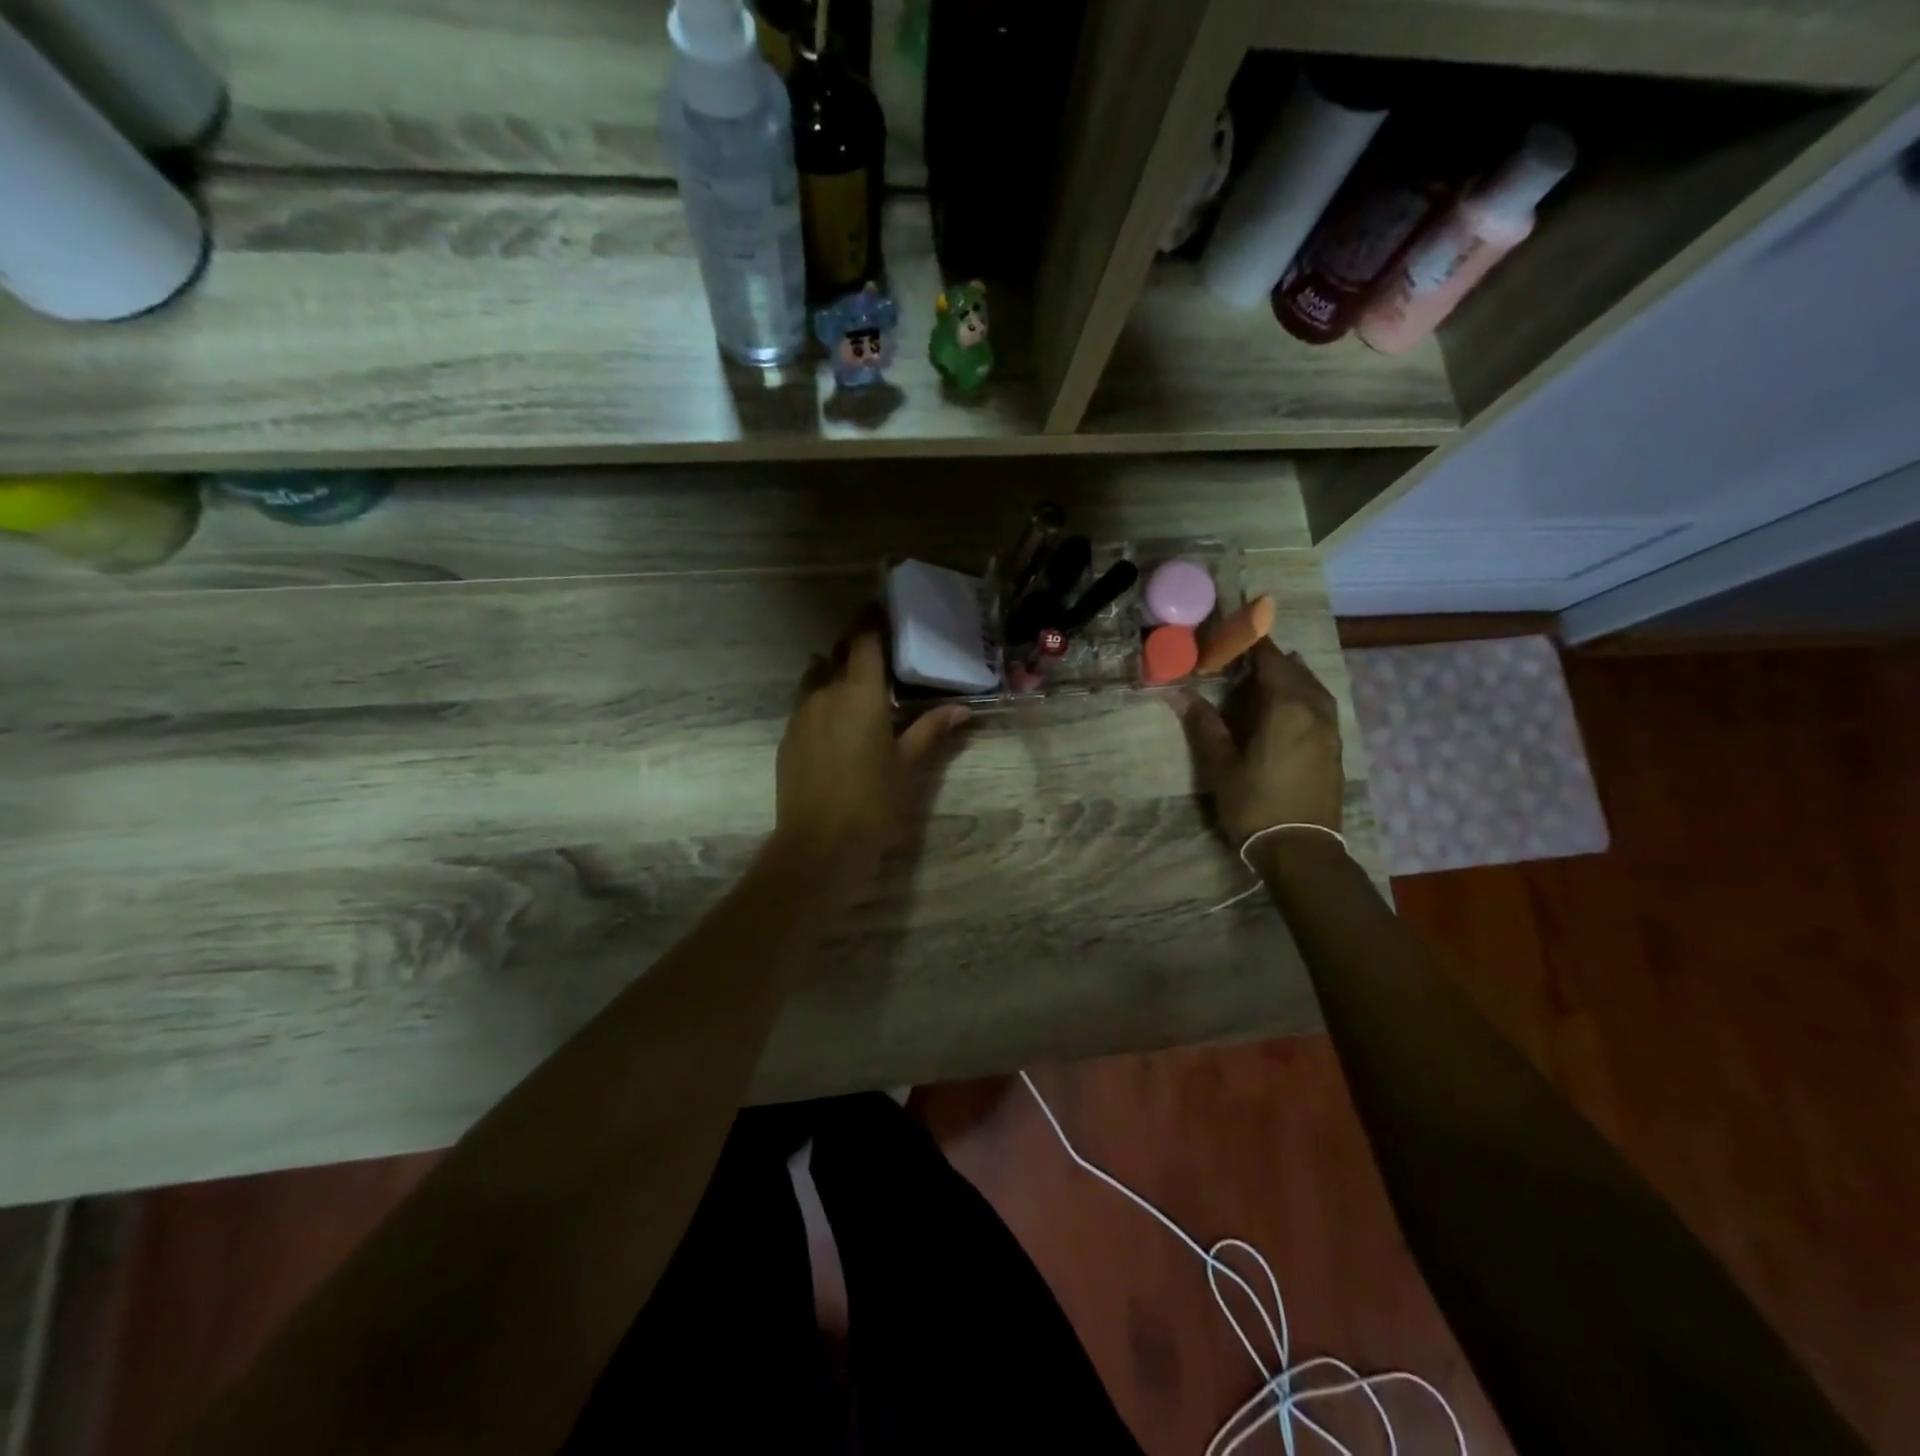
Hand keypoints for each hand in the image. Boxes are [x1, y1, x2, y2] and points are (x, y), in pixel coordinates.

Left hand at [773, 617, 969, 888]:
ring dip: (836, 673)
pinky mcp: (787, 737)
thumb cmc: (874, 801)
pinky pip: (806, 704)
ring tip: (858, 688)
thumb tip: (961, 708)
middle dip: (857, 649)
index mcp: (859, 692)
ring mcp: (800, 714)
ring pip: (817, 677)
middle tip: (881, 655)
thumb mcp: (909, 765)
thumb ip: (931, 729)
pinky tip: (838, 723)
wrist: (820, 845)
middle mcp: (825, 693)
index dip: (873, 620)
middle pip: (839, 654)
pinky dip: (822, 700)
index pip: (864, 639)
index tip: (884, 609)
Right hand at [1171, 639, 1342, 846]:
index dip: (1252, 642)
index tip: (1233, 632)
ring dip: (1290, 675)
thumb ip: (1203, 724)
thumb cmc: (1255, 803)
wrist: (1301, 848)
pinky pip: (1320, 705)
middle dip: (1271, 658)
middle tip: (1243, 656)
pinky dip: (1303, 694)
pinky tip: (1289, 705)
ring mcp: (1329, 729)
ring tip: (1267, 674)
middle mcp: (1314, 710)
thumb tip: (1178, 692)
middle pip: (1294, 670)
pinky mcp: (1333, 747)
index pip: (1270, 660)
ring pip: (1312, 687)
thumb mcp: (1221, 764)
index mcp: (1286, 708)